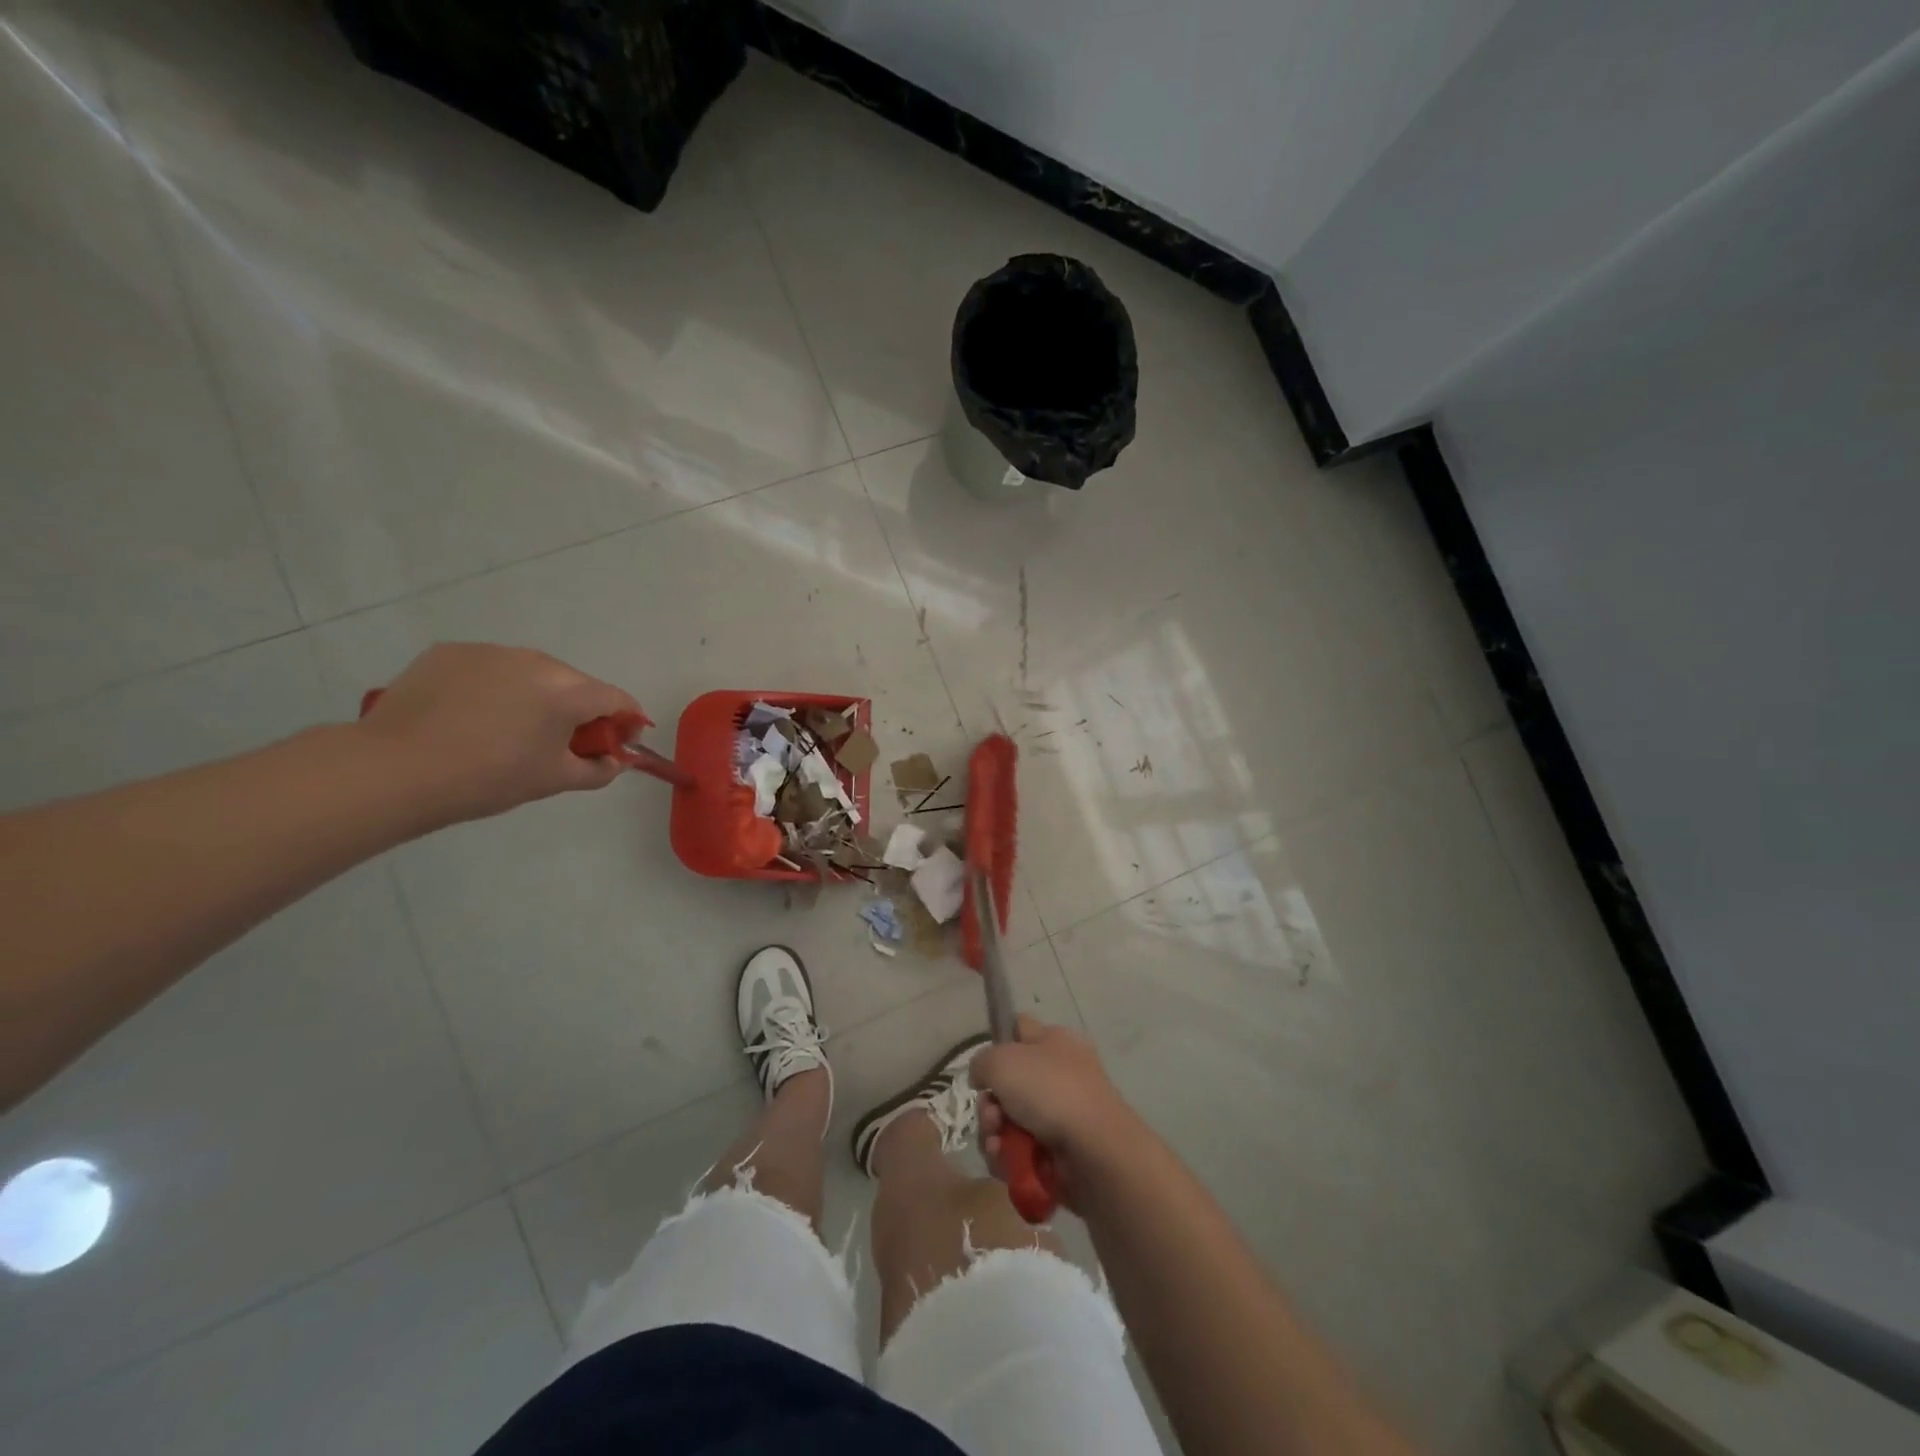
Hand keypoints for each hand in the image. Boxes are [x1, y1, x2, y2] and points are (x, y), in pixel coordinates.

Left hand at [355, 643, 643, 823]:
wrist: (395, 769)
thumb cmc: (488, 778)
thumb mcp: (553, 781)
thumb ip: (598, 770)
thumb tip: (616, 761)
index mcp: (568, 692)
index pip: (616, 699)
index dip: (627, 720)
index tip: (620, 742)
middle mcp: (536, 661)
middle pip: (575, 683)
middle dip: (579, 709)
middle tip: (562, 742)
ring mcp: (491, 652)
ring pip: (531, 672)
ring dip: (536, 695)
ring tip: (511, 728)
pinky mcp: (450, 652)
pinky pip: (490, 668)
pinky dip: (494, 687)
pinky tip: (472, 715)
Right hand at [971, 1015, 1135, 1210]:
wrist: (1095, 1151)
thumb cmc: (1050, 1091)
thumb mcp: (1002, 1060)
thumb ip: (982, 1062)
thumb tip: (983, 1077)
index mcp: (1054, 1042)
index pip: (1020, 1029)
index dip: (999, 1043)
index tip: (985, 1066)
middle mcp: (1058, 1075)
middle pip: (1007, 1084)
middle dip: (990, 1103)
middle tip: (992, 1114)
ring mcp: (1059, 1116)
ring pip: (1008, 1121)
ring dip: (993, 1133)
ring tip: (997, 1143)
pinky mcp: (1057, 1155)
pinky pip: (1018, 1152)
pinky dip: (1008, 1158)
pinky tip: (1007, 1162)